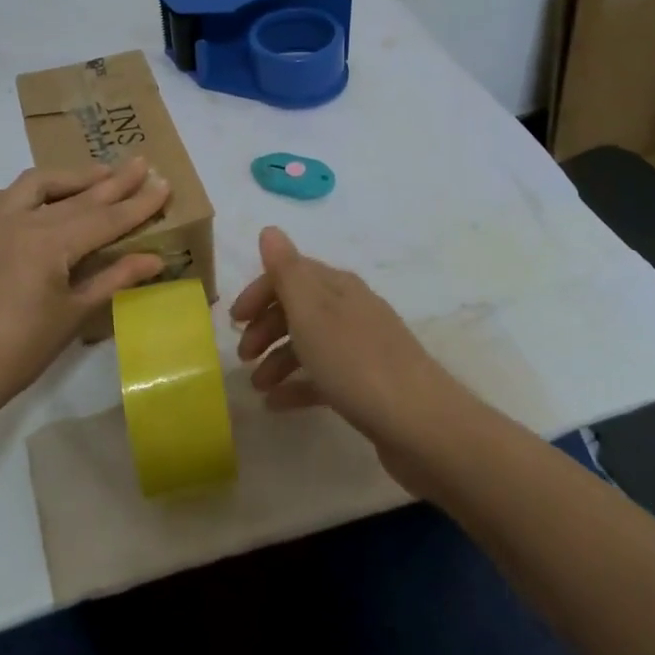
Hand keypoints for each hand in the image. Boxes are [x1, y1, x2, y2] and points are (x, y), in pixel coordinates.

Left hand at [0, 158, 170, 423]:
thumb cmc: (20, 351)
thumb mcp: (74, 315)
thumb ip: (114, 278)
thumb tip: (155, 258)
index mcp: (49, 244)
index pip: (105, 218)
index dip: (137, 204)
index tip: (164, 184)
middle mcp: (21, 220)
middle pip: (78, 196)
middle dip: (113, 181)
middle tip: (142, 163)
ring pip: (39, 183)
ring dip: (72, 176)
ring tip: (100, 174)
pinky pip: (8, 195)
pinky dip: (34, 189)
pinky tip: (46, 197)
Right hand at [231, 227, 458, 483]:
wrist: (422, 425)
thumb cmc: (356, 362)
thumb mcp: (311, 312)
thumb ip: (287, 270)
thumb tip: (270, 229)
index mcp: (338, 287)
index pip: (290, 273)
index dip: (259, 292)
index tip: (232, 320)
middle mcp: (351, 310)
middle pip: (299, 308)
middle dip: (266, 327)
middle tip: (242, 355)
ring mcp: (362, 348)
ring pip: (309, 343)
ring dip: (278, 359)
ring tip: (257, 386)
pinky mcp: (368, 384)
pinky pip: (323, 377)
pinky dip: (298, 385)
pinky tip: (277, 405)